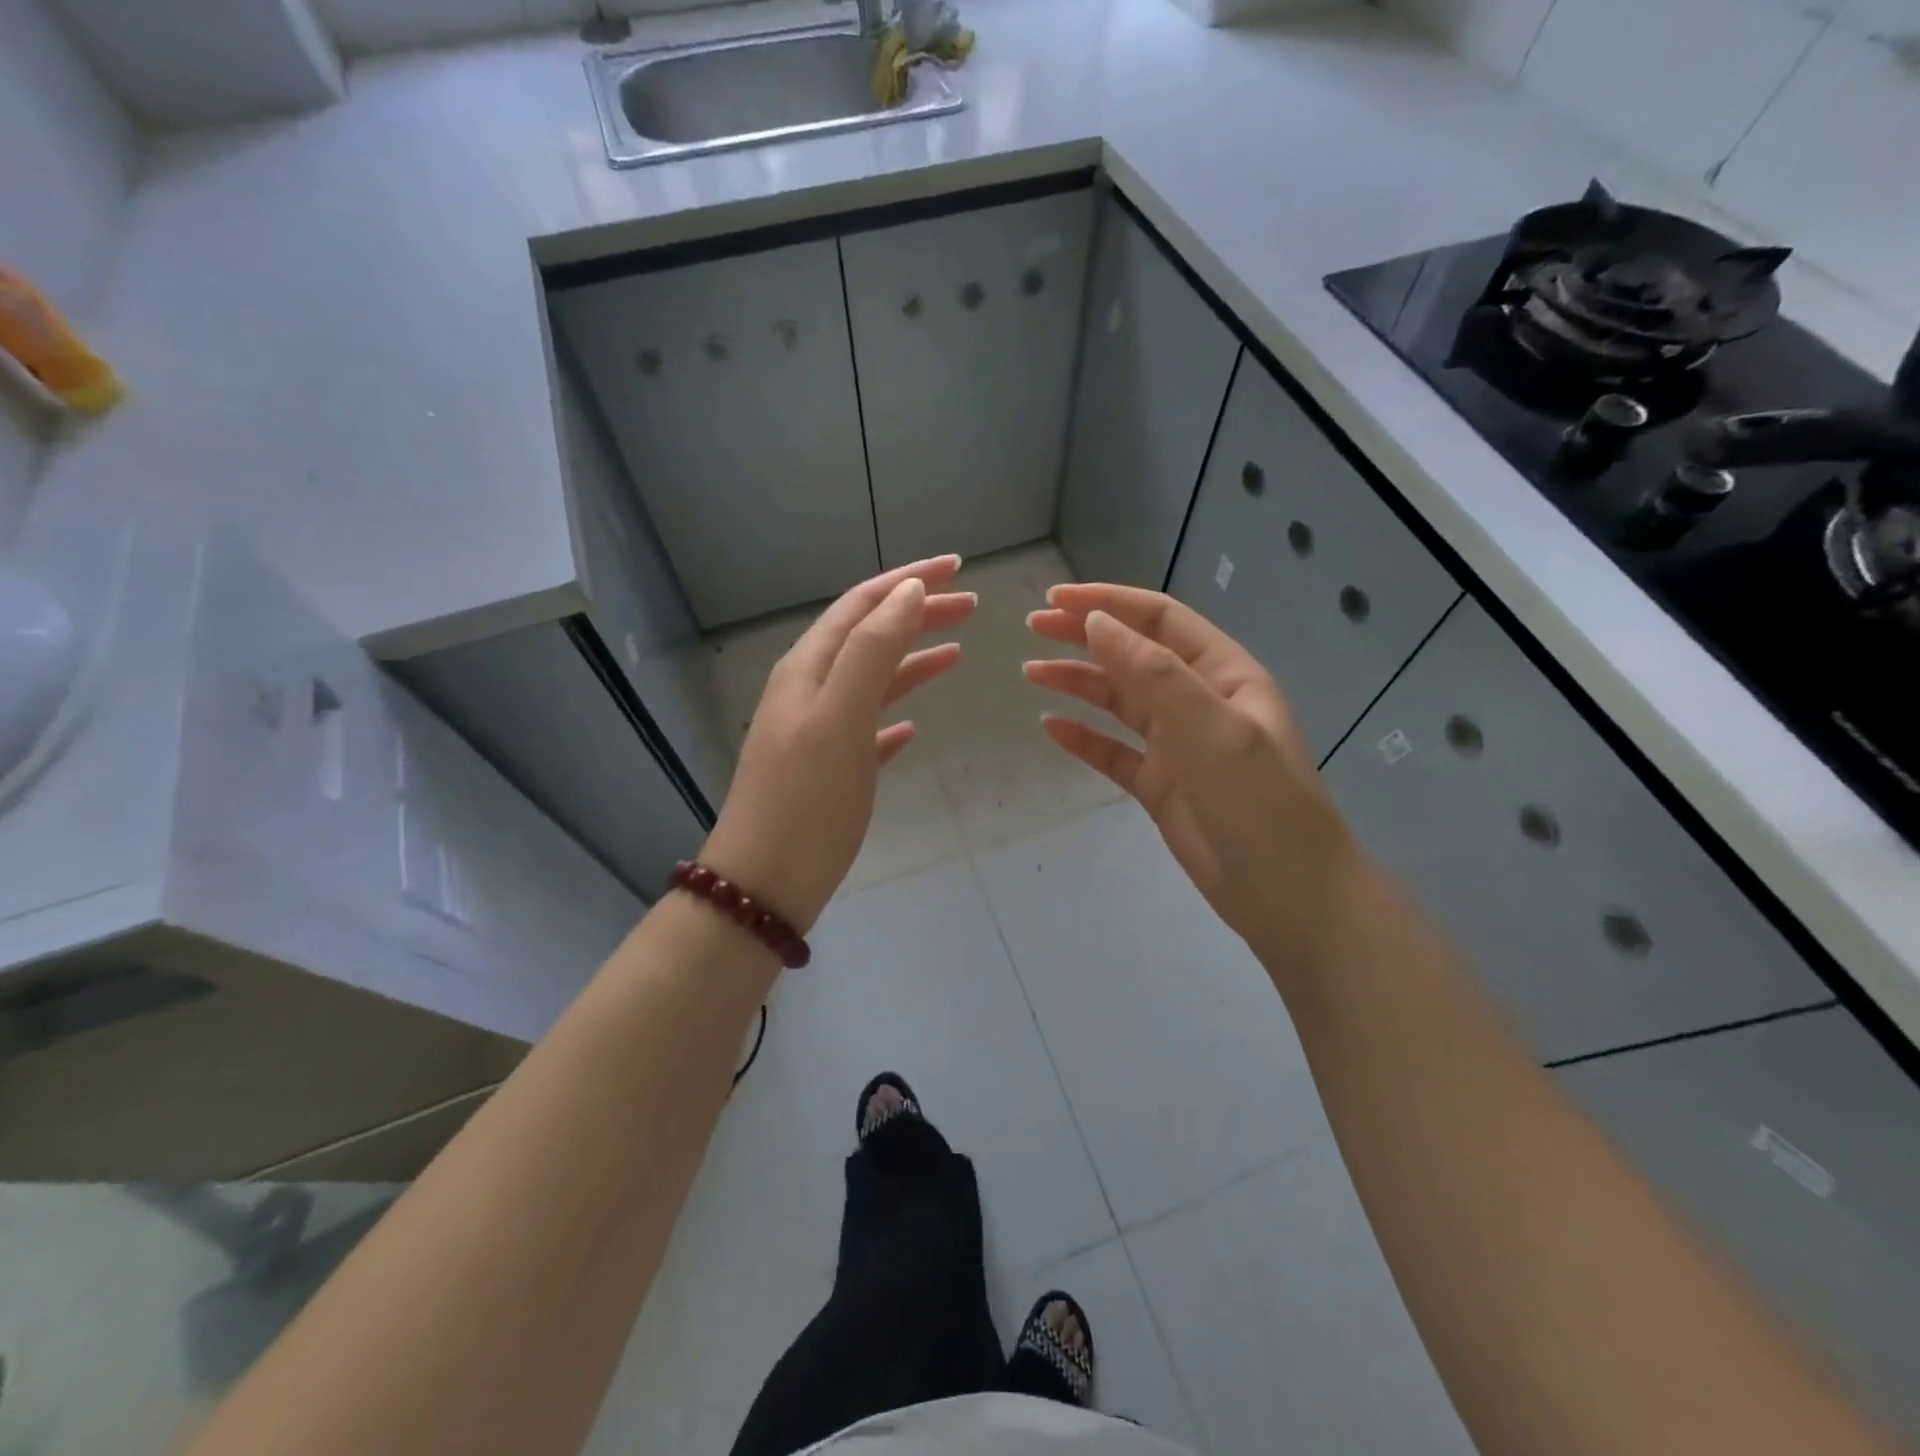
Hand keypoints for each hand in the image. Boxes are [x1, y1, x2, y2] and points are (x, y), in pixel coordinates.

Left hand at [700, 556, 975, 934]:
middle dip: (917, 614)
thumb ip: (873, 651)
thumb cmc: (806, 800)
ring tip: (956, 651)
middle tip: (970, 605)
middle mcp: (809, 691)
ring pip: (871, 681)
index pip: (862, 604)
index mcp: (808, 669)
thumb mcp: (841, 717)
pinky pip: (868, 728)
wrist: (765, 884)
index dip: (908, 580)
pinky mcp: (828, 771)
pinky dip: (894, 716)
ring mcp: (817, 732)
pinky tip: (914, 727)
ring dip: (911, 660)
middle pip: (869, 637)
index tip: (957, 566)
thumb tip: (908, 592)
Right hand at [1025, 583, 1366, 969]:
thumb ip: (1155, 674)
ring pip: (1119, 701)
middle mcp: (1199, 701)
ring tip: (1031, 673)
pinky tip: (1051, 728)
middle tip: (1032, 628)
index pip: (1160, 621)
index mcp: (1224, 674)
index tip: (1055, 601)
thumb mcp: (1213, 729)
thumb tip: (1097, 622)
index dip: (1109, 603)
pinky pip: (1113, 752)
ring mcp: (1177, 745)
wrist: (1288, 895)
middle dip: (1084, 636)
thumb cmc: (1261, 803)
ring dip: (1077, 683)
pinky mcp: (1159, 785)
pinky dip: (1083, 738)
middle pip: (1134, 655)